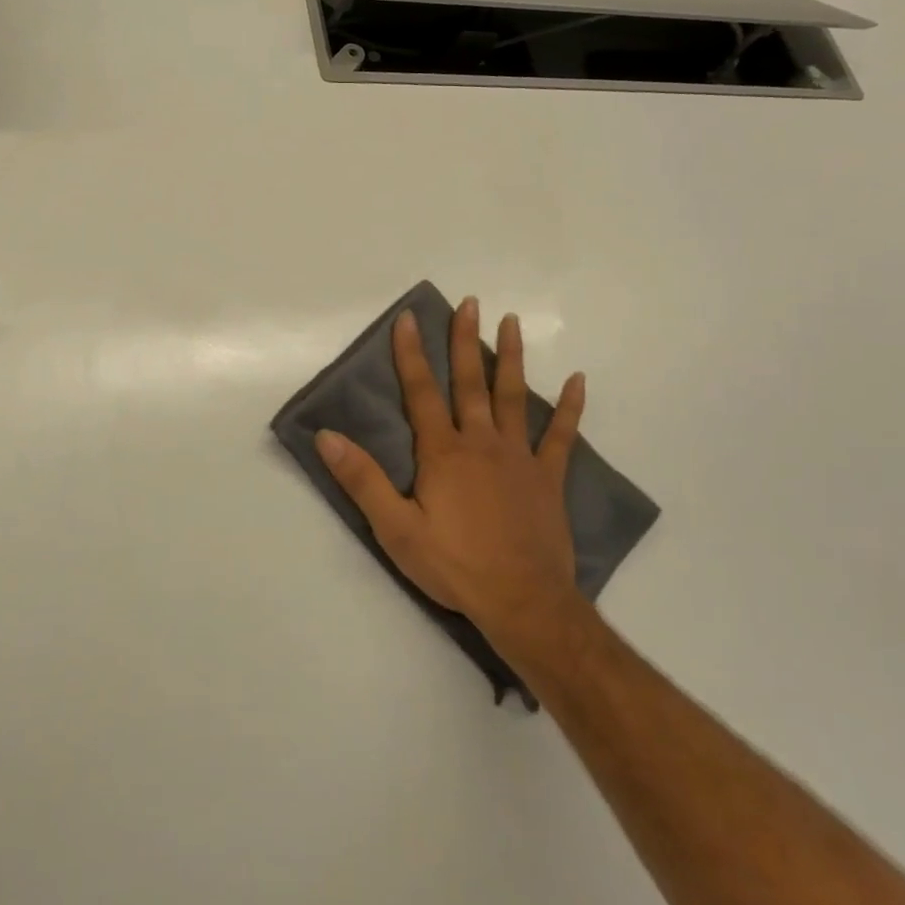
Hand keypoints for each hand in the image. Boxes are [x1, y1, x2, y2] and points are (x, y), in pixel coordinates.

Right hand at [315, 298, 587, 638]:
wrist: (523, 602)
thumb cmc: (454, 565)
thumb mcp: (396, 528)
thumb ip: (362, 479)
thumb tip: (327, 436)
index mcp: (443, 452)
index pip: (421, 392)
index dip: (411, 354)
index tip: (409, 318)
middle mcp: (481, 442)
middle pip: (470, 382)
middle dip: (465, 340)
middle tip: (468, 302)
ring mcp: (519, 457)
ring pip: (513, 396)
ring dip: (510, 357)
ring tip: (510, 321)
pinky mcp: (548, 478)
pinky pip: (560, 436)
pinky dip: (569, 408)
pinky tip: (577, 380)